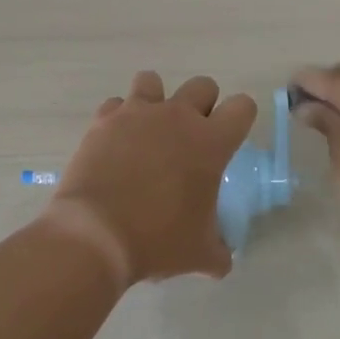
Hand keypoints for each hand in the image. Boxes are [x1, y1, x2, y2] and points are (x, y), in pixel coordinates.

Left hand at [40, 71, 256, 287]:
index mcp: (210, 142)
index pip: (242, 107)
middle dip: (202, 105)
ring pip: (152, 80)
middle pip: (202, 85)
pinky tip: (115, 143)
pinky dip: (118, 118)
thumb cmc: (157, 241)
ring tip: (149, 130)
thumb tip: (222, 258)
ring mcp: (136, 114)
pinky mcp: (103, 121)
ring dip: (156, 100)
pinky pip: (115, 104)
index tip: (230, 138)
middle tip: (191, 138)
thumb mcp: (199, 254)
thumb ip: (218, 250)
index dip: (240, 119)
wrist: (97, 234)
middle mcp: (176, 117)